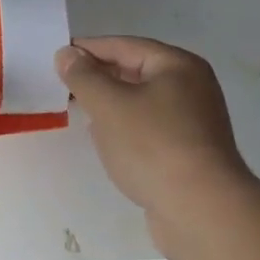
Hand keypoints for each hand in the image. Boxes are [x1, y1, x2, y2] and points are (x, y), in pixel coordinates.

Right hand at [55, 36, 256, 251]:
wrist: (202, 214)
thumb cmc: (153, 147)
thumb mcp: (109, 105)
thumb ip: (83, 76)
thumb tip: (66, 54)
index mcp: (178, 65)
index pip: (123, 46)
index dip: (88, 49)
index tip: (56, 57)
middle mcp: (191, 87)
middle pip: (135, 72)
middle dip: (99, 79)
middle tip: (62, 86)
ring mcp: (194, 123)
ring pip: (141, 103)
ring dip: (111, 106)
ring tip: (80, 113)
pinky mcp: (189, 154)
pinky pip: (150, 130)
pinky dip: (126, 131)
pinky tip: (107, 143)